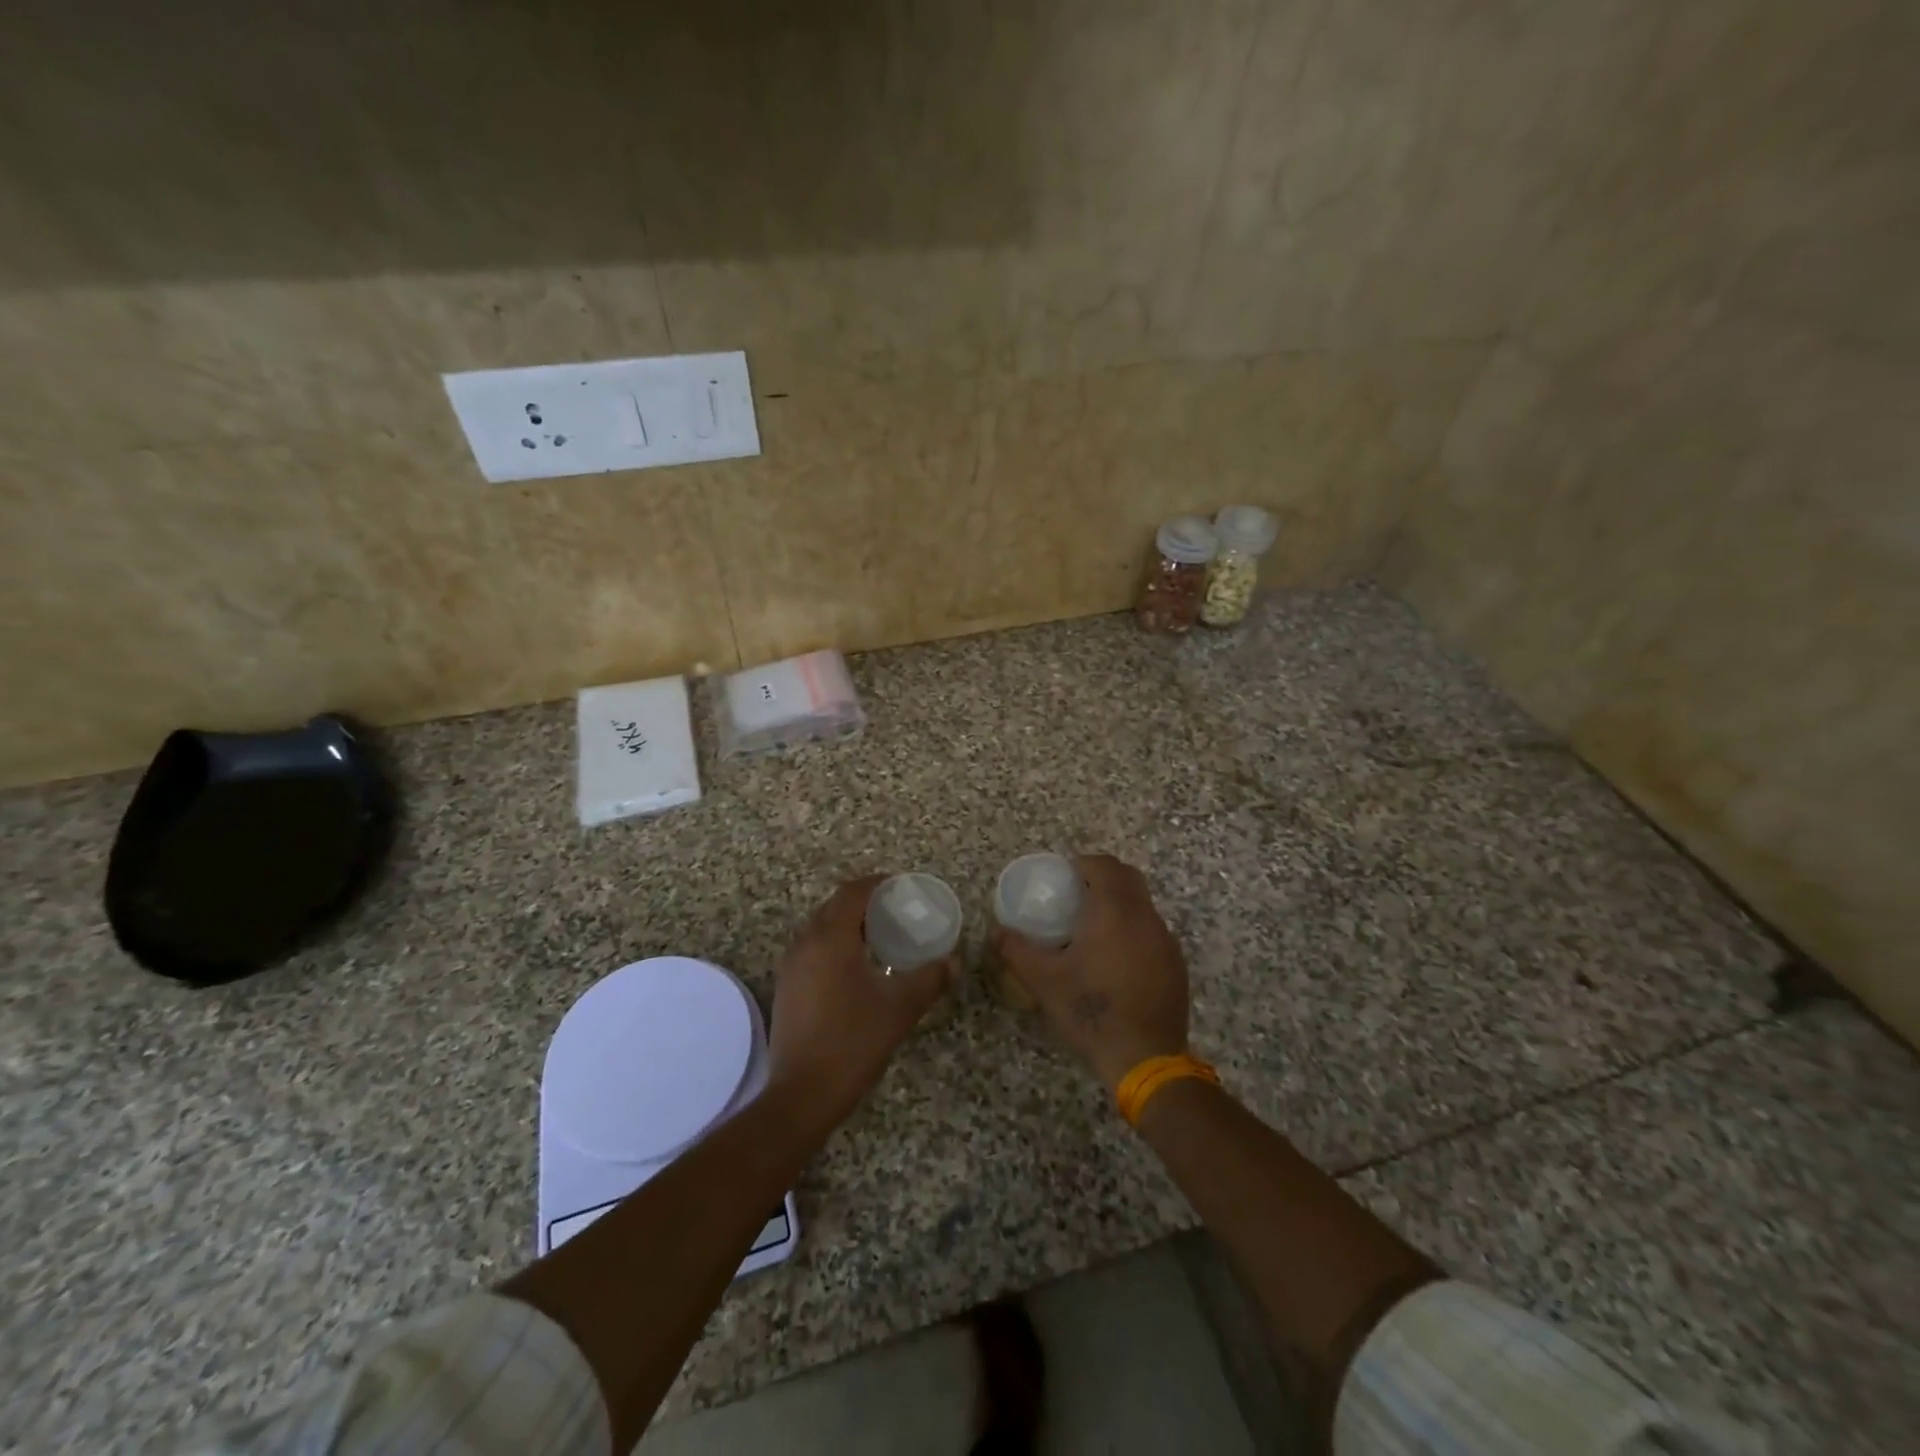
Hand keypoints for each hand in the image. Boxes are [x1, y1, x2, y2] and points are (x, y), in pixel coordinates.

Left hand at [766, 875, 953, 1129]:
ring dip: (848, 925)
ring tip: (879, 937)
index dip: (877, 884)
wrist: (802, 1094)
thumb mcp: (900, 1008)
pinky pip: (812, 950)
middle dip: (864, 903)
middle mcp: (805, 944)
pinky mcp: (787, 988)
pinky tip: (856, 968)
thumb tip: (953, 961)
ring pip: (820, 928)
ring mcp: (791, 967)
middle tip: (895, 912)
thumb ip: (930, 978)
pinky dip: (834, 945)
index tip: (901, 888)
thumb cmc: (853, 1042)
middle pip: (834, 907)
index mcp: (831, 938)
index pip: (852, 893)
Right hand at [992, 854, 1188, 1094]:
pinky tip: (1117, 961)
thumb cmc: (1091, 1011)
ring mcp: (1166, 942)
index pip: (1105, 865)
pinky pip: (1153, 932)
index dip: (1084, 863)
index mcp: (1115, 911)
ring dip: (1121, 905)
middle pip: (1129, 878)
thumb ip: (1016, 950)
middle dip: (1103, 878)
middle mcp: (1146, 917)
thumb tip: (996, 930)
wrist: (1144, 1059)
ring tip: (1094, 929)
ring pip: (1143, 905)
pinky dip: (1134, 931)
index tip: (1065, 876)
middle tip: (1077, 896)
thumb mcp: (1044, 981)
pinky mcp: (1176, 966)